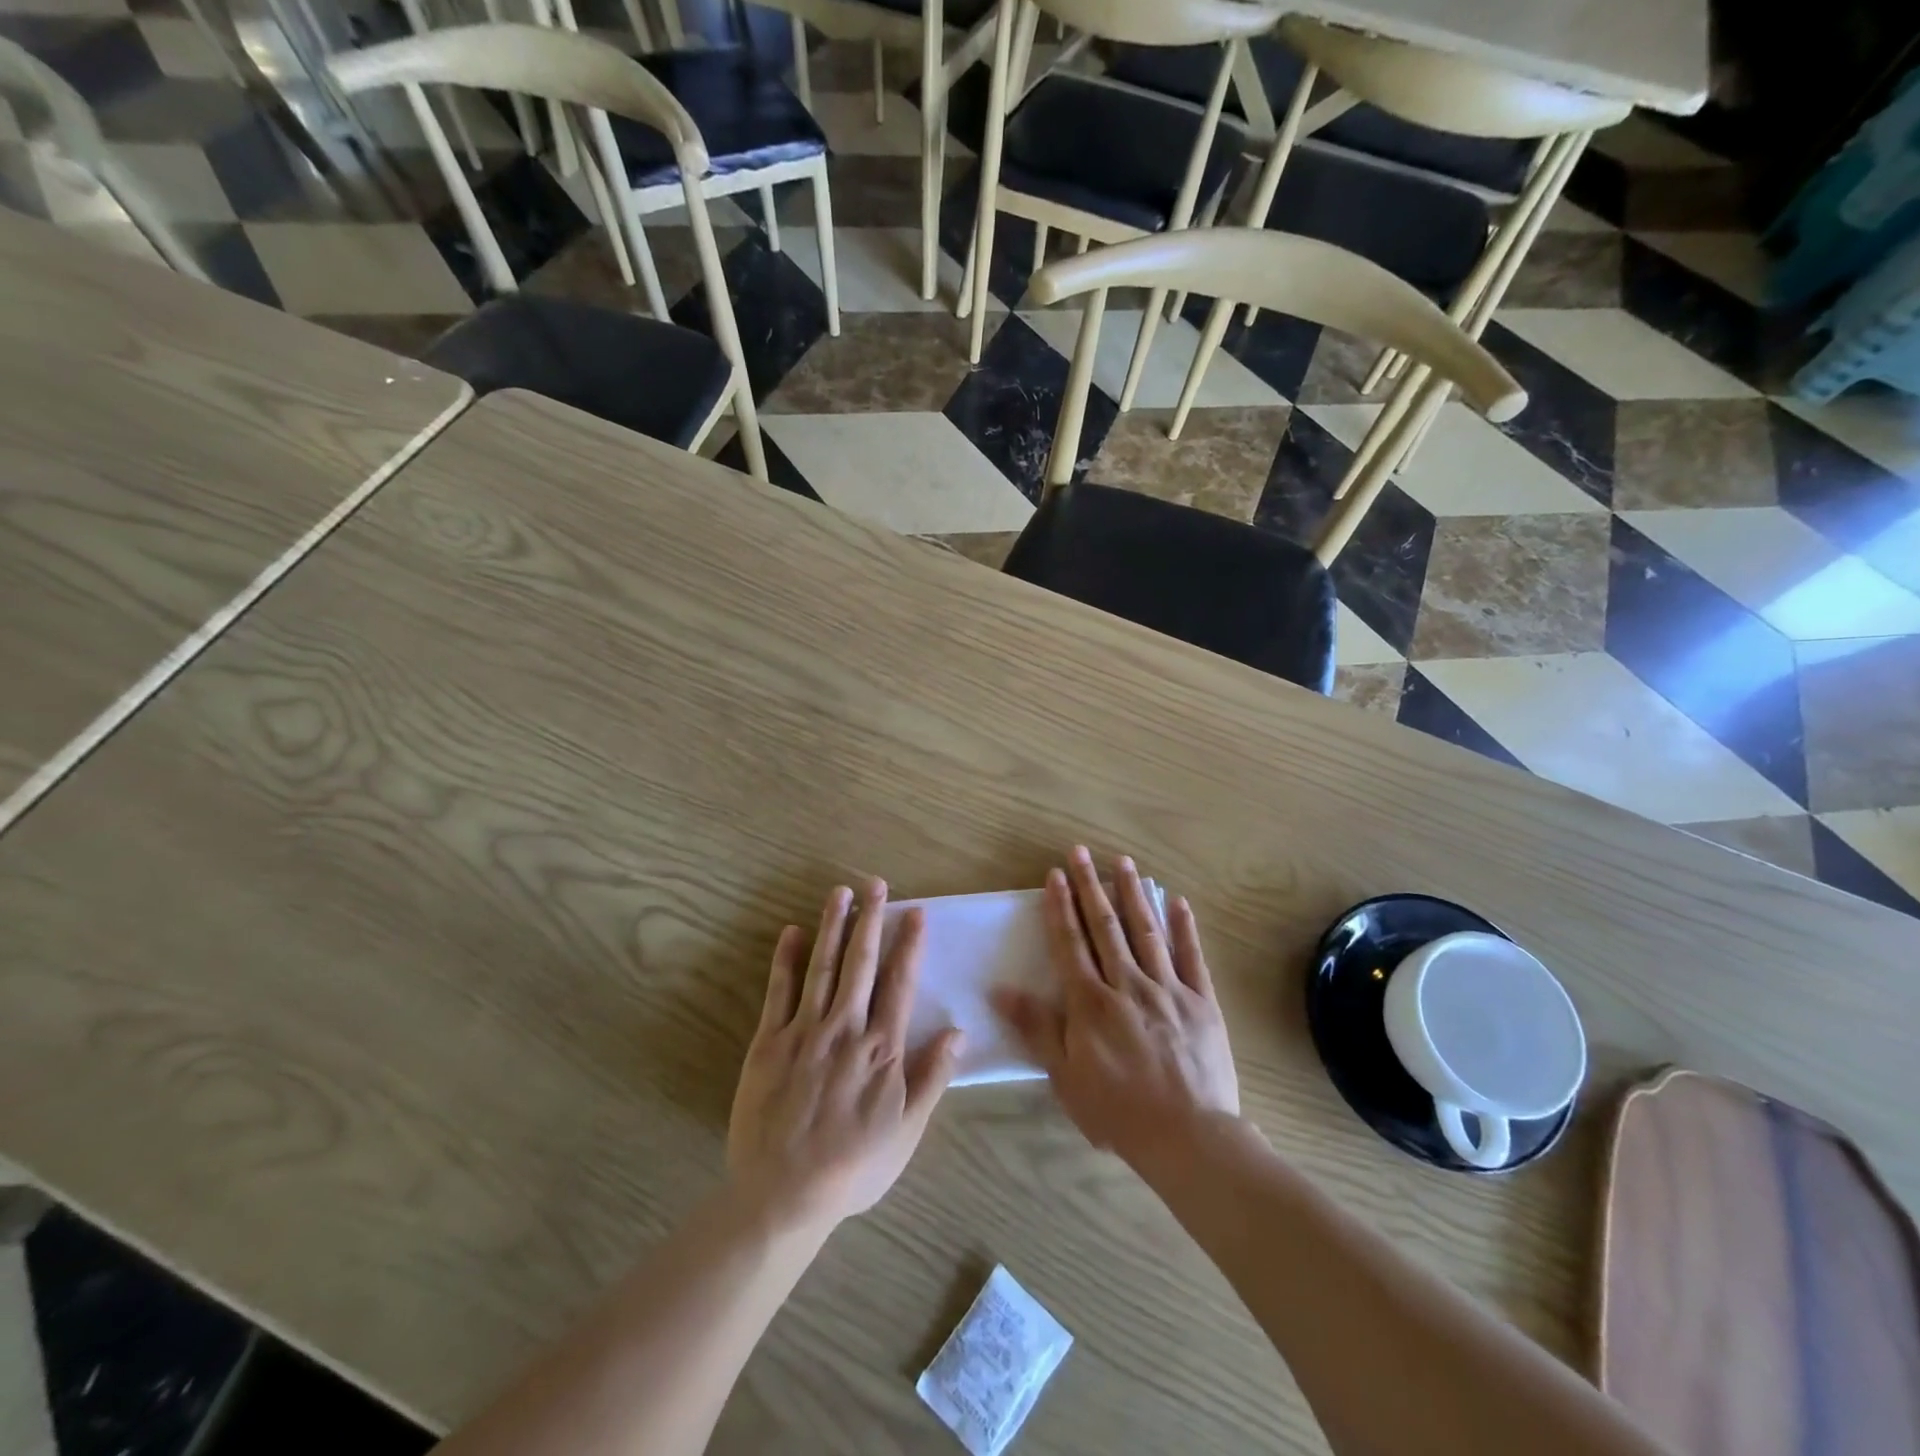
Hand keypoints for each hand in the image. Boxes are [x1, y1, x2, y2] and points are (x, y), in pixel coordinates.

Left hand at [728, 881, 963, 1234]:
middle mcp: (845, 1028)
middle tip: (875, 883)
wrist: (783, 1195)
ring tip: (840, 892)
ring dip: (832, 926)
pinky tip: (792, 932)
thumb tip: (959, 1031)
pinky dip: (785, 960)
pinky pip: (778, 992)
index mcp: (881, 1048)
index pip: (899, 983)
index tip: (915, 912)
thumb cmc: (854, 1166)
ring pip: (822, 967)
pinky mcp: (768, 1043)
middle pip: (861, 963)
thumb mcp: (907, 1130)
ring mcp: (804, 1032)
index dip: (909, 944)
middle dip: (870, 919)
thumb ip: (932, 1077)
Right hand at [994, 848, 1238, 1165]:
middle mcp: (1128, 984)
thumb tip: (999, 989)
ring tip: (1123, 862)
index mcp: (1091, 1002)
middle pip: (1105, 926)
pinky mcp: (1201, 1001)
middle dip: (1091, 886)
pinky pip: (1191, 957)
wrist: (1189, 1137)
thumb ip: (1035, 1028)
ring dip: (1133, 894)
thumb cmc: (1118, 1110)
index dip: (1060, 906)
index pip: (1070, 943)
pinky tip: (1177, 902)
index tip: (1055, 874)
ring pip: (1146, 931)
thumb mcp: (1065, 1076)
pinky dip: (1184, 928)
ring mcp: (1168, 989)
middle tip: (1081, 851)